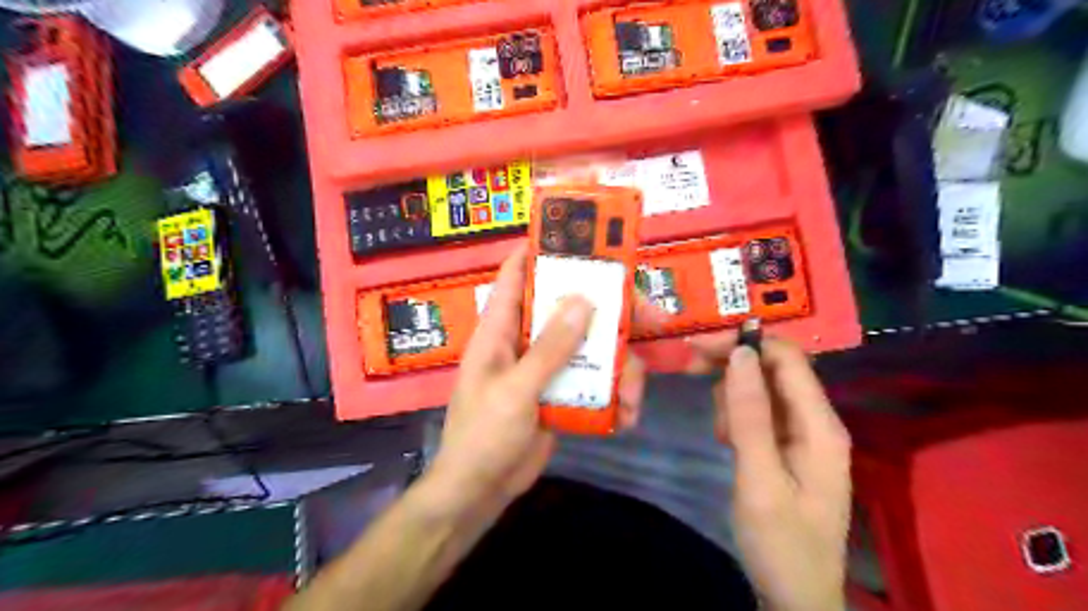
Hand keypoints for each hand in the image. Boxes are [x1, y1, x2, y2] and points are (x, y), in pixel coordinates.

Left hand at [433, 246, 654, 511]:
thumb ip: (550, 347)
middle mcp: (525, 340)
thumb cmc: (484, 435)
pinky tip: (627, 416)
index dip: (542, 250)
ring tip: (635, 395)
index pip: (516, 274)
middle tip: (651, 316)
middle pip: (568, 308)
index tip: (583, 237)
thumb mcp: (516, 390)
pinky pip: (593, 380)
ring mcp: (545, 367)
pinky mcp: (561, 392)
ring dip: (619, 365)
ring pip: (590, 347)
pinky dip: (614, 394)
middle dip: (609, 310)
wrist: (480, 492)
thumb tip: (583, 299)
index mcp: (501, 329)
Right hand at [691, 335, 853, 609]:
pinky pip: (759, 412)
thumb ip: (750, 414)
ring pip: (761, 388)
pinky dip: (736, 415)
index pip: (787, 358)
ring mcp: (802, 434)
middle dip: (732, 365)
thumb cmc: (779, 541)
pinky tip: (727, 439)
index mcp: (820, 425)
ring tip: (720, 433)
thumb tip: (741, 352)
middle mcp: (816, 421)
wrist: (796, 596)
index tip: (698, 345)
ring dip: (732, 395)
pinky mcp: (787, 446)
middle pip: (773, 368)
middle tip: (691, 371)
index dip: (745, 342)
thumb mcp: (759, 478)